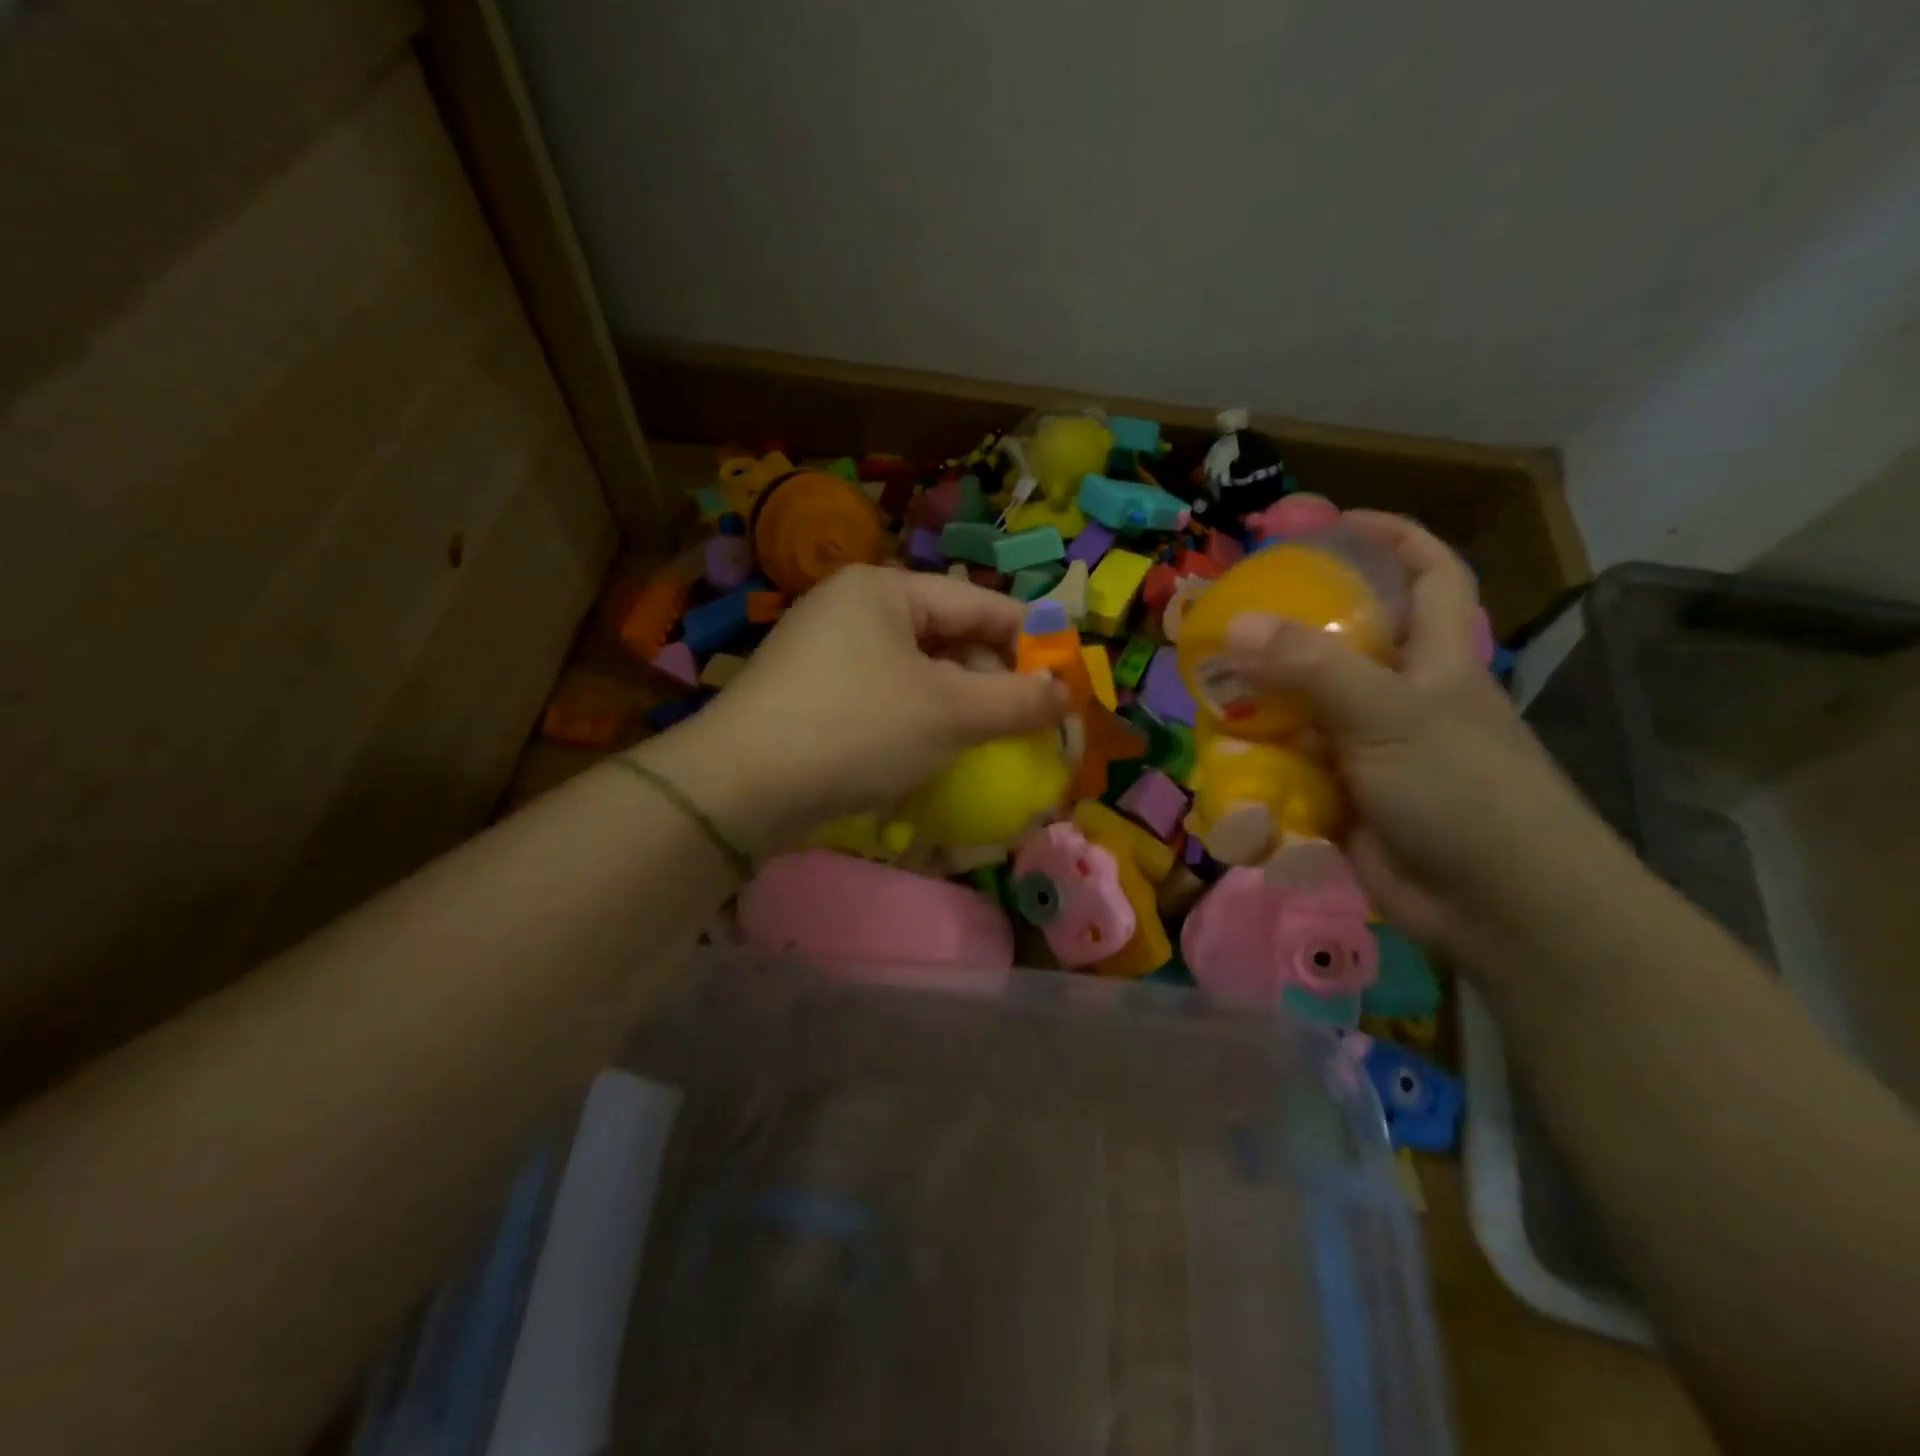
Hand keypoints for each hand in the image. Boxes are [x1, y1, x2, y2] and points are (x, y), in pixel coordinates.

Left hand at [632, 566, 1068, 854]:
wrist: (740, 789)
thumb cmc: (857, 729)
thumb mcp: (950, 713)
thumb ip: (1016, 699)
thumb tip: (1063, 692)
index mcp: (883, 589)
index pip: (978, 602)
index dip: (1028, 639)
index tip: (1065, 677)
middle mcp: (849, 608)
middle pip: (944, 634)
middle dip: (988, 677)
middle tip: (1024, 719)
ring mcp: (822, 652)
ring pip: (913, 671)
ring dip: (953, 704)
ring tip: (983, 740)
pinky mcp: (807, 694)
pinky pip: (880, 697)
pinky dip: (913, 720)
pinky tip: (928, 753)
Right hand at [1219, 512, 1628, 961]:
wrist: (1497, 908)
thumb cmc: (1463, 792)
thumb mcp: (1390, 715)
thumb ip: (1311, 668)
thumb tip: (1234, 624)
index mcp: (1434, 658)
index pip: (1428, 573)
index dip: (1391, 537)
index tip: (1333, 524)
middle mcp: (1401, 696)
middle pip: (1343, 641)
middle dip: (1290, 626)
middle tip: (1229, 616)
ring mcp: (1370, 750)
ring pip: (1305, 708)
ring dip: (1260, 702)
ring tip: (1206, 689)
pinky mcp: (1344, 797)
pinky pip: (1291, 766)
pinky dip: (1258, 763)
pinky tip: (1219, 757)